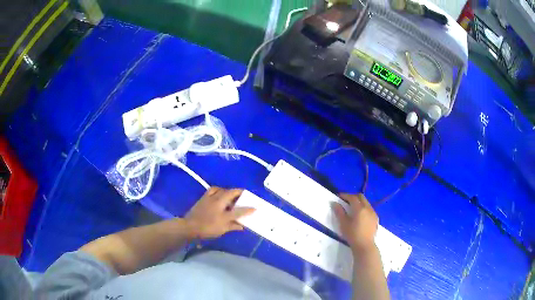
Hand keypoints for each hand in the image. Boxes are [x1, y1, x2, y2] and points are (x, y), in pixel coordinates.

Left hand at [185, 187, 254, 238]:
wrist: (190, 226)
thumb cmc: (207, 229)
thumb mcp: (222, 230)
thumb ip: (233, 226)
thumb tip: (242, 226)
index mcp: (224, 213)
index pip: (239, 210)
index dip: (248, 209)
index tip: (255, 207)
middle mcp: (218, 203)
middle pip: (231, 194)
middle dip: (240, 194)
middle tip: (245, 195)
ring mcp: (210, 198)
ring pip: (222, 190)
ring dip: (229, 191)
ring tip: (233, 194)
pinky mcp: (204, 197)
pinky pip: (213, 190)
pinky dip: (219, 190)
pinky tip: (220, 192)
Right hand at [333, 193, 378, 252]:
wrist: (365, 245)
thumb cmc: (352, 235)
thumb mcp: (343, 224)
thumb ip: (339, 212)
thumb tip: (335, 203)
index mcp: (360, 208)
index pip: (352, 197)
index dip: (345, 195)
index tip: (339, 196)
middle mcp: (368, 208)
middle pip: (361, 197)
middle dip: (353, 196)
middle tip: (346, 200)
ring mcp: (373, 213)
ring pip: (366, 202)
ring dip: (359, 202)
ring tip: (352, 208)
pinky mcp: (376, 218)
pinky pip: (370, 209)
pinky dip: (364, 208)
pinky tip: (360, 215)